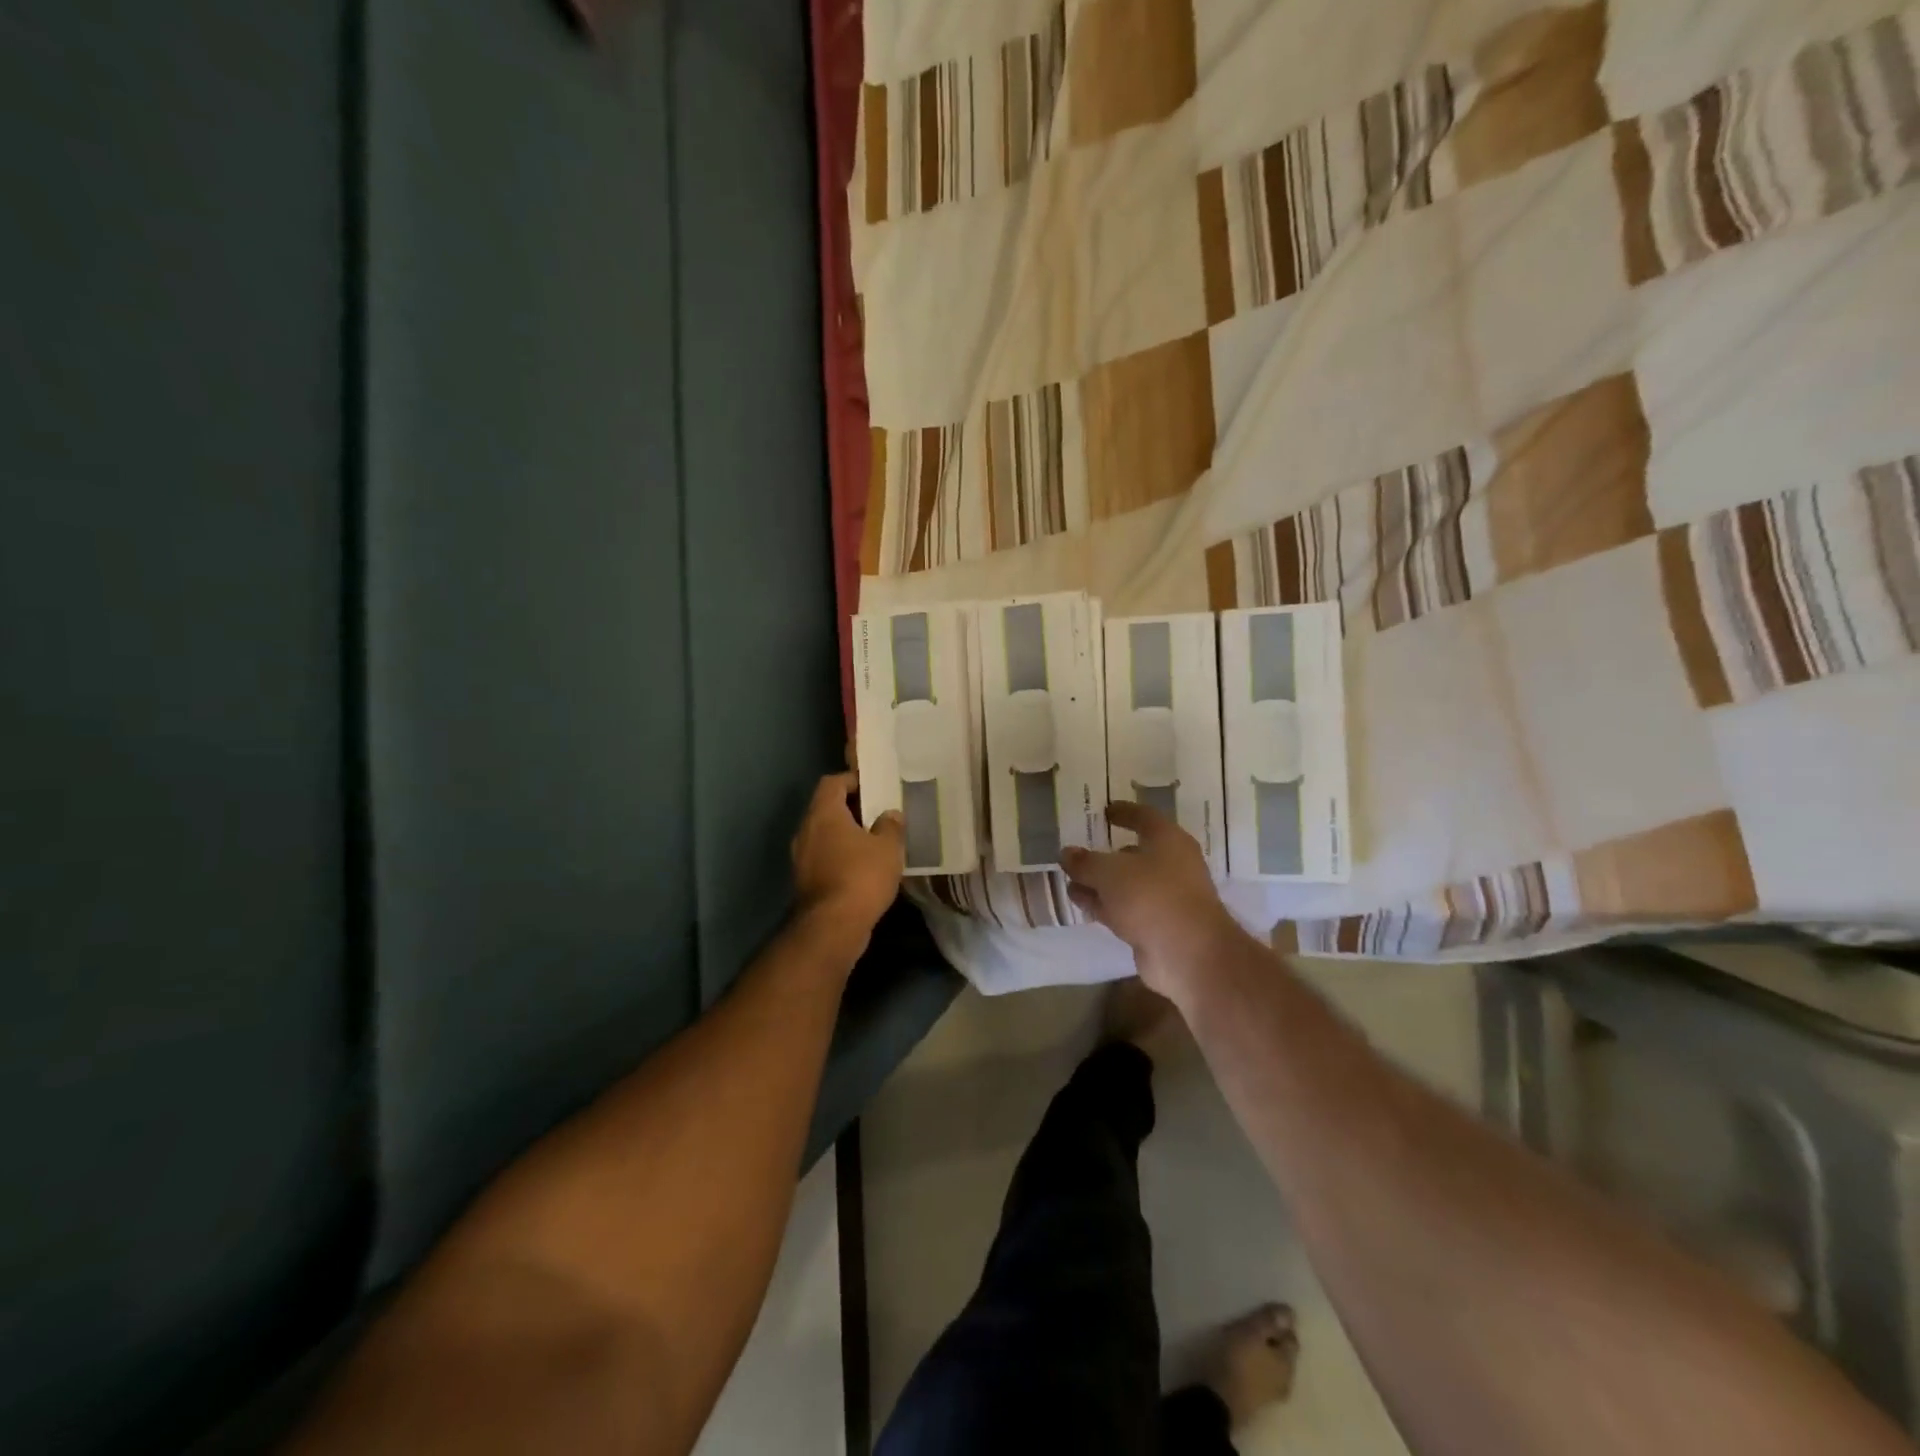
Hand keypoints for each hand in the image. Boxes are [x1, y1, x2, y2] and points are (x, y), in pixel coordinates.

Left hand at [791, 772, 904, 944]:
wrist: (833, 926)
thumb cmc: (862, 876)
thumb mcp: (888, 847)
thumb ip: (891, 826)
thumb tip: (890, 814)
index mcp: (824, 814)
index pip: (832, 783)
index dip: (851, 780)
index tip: (873, 786)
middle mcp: (806, 831)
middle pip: (826, 808)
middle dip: (851, 809)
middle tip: (878, 814)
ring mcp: (801, 857)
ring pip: (824, 835)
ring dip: (845, 835)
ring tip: (873, 842)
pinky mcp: (804, 881)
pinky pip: (823, 858)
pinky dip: (840, 856)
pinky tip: (862, 868)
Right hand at [1061, 802, 1246, 997]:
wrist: (1187, 954)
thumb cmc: (1152, 896)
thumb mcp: (1110, 871)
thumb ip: (1085, 861)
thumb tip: (1067, 853)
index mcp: (1168, 840)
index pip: (1144, 817)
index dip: (1124, 812)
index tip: (1105, 810)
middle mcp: (1171, 865)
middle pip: (1134, 853)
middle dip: (1107, 853)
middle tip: (1079, 848)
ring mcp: (1165, 898)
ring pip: (1127, 884)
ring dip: (1100, 881)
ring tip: (1069, 877)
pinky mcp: (1156, 926)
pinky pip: (1125, 908)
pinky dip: (1104, 903)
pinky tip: (1080, 901)